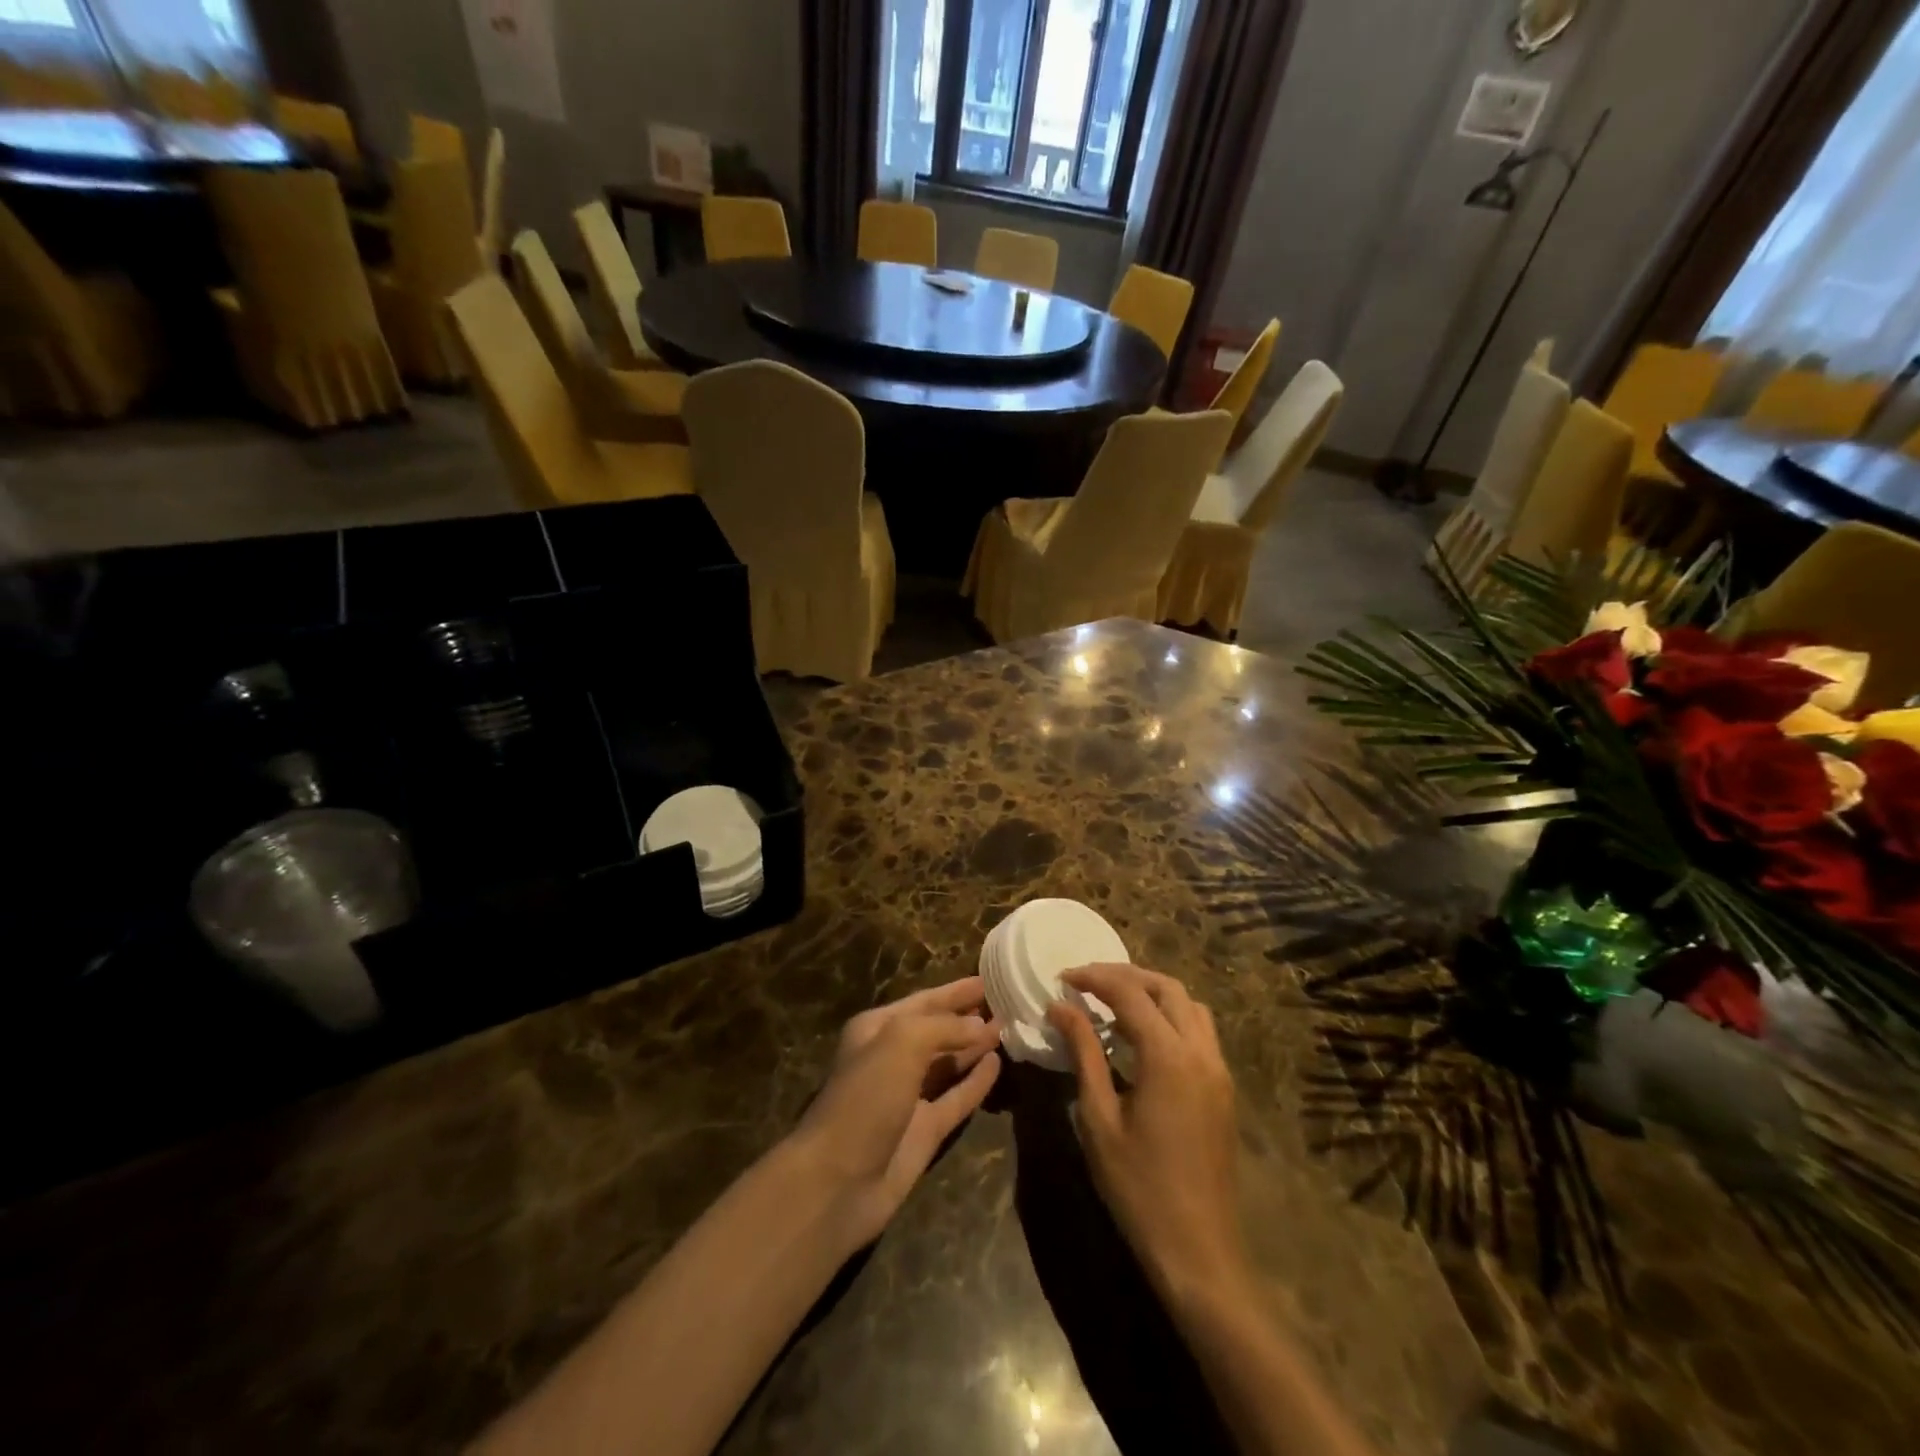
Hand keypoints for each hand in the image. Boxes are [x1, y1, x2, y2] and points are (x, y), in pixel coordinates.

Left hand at [787, 977, 1001, 1250]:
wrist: (838, 1181)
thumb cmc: (865, 1098)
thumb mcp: (901, 1043)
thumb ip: (943, 1027)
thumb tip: (981, 1027)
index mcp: (877, 1030)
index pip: (924, 1001)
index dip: (955, 991)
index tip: (989, 979)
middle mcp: (892, 1058)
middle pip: (938, 1030)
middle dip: (968, 1017)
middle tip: (1007, 1003)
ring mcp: (909, 1097)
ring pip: (949, 1064)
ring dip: (975, 1046)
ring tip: (1009, 1029)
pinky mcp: (925, 1131)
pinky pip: (956, 1098)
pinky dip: (976, 1082)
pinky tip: (997, 1065)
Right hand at [1048, 964, 1247, 1305]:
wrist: (1199, 1252)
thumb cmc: (1138, 1187)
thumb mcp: (1099, 1118)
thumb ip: (1083, 1053)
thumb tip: (1060, 1007)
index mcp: (1168, 1057)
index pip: (1130, 993)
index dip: (1094, 978)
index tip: (1062, 977)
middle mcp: (1201, 1052)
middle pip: (1166, 988)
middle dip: (1125, 975)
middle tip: (1086, 981)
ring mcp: (1218, 1070)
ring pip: (1189, 1005)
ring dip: (1152, 992)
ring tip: (1113, 1000)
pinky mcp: (1223, 1089)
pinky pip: (1199, 1031)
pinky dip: (1170, 1015)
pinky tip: (1141, 1034)